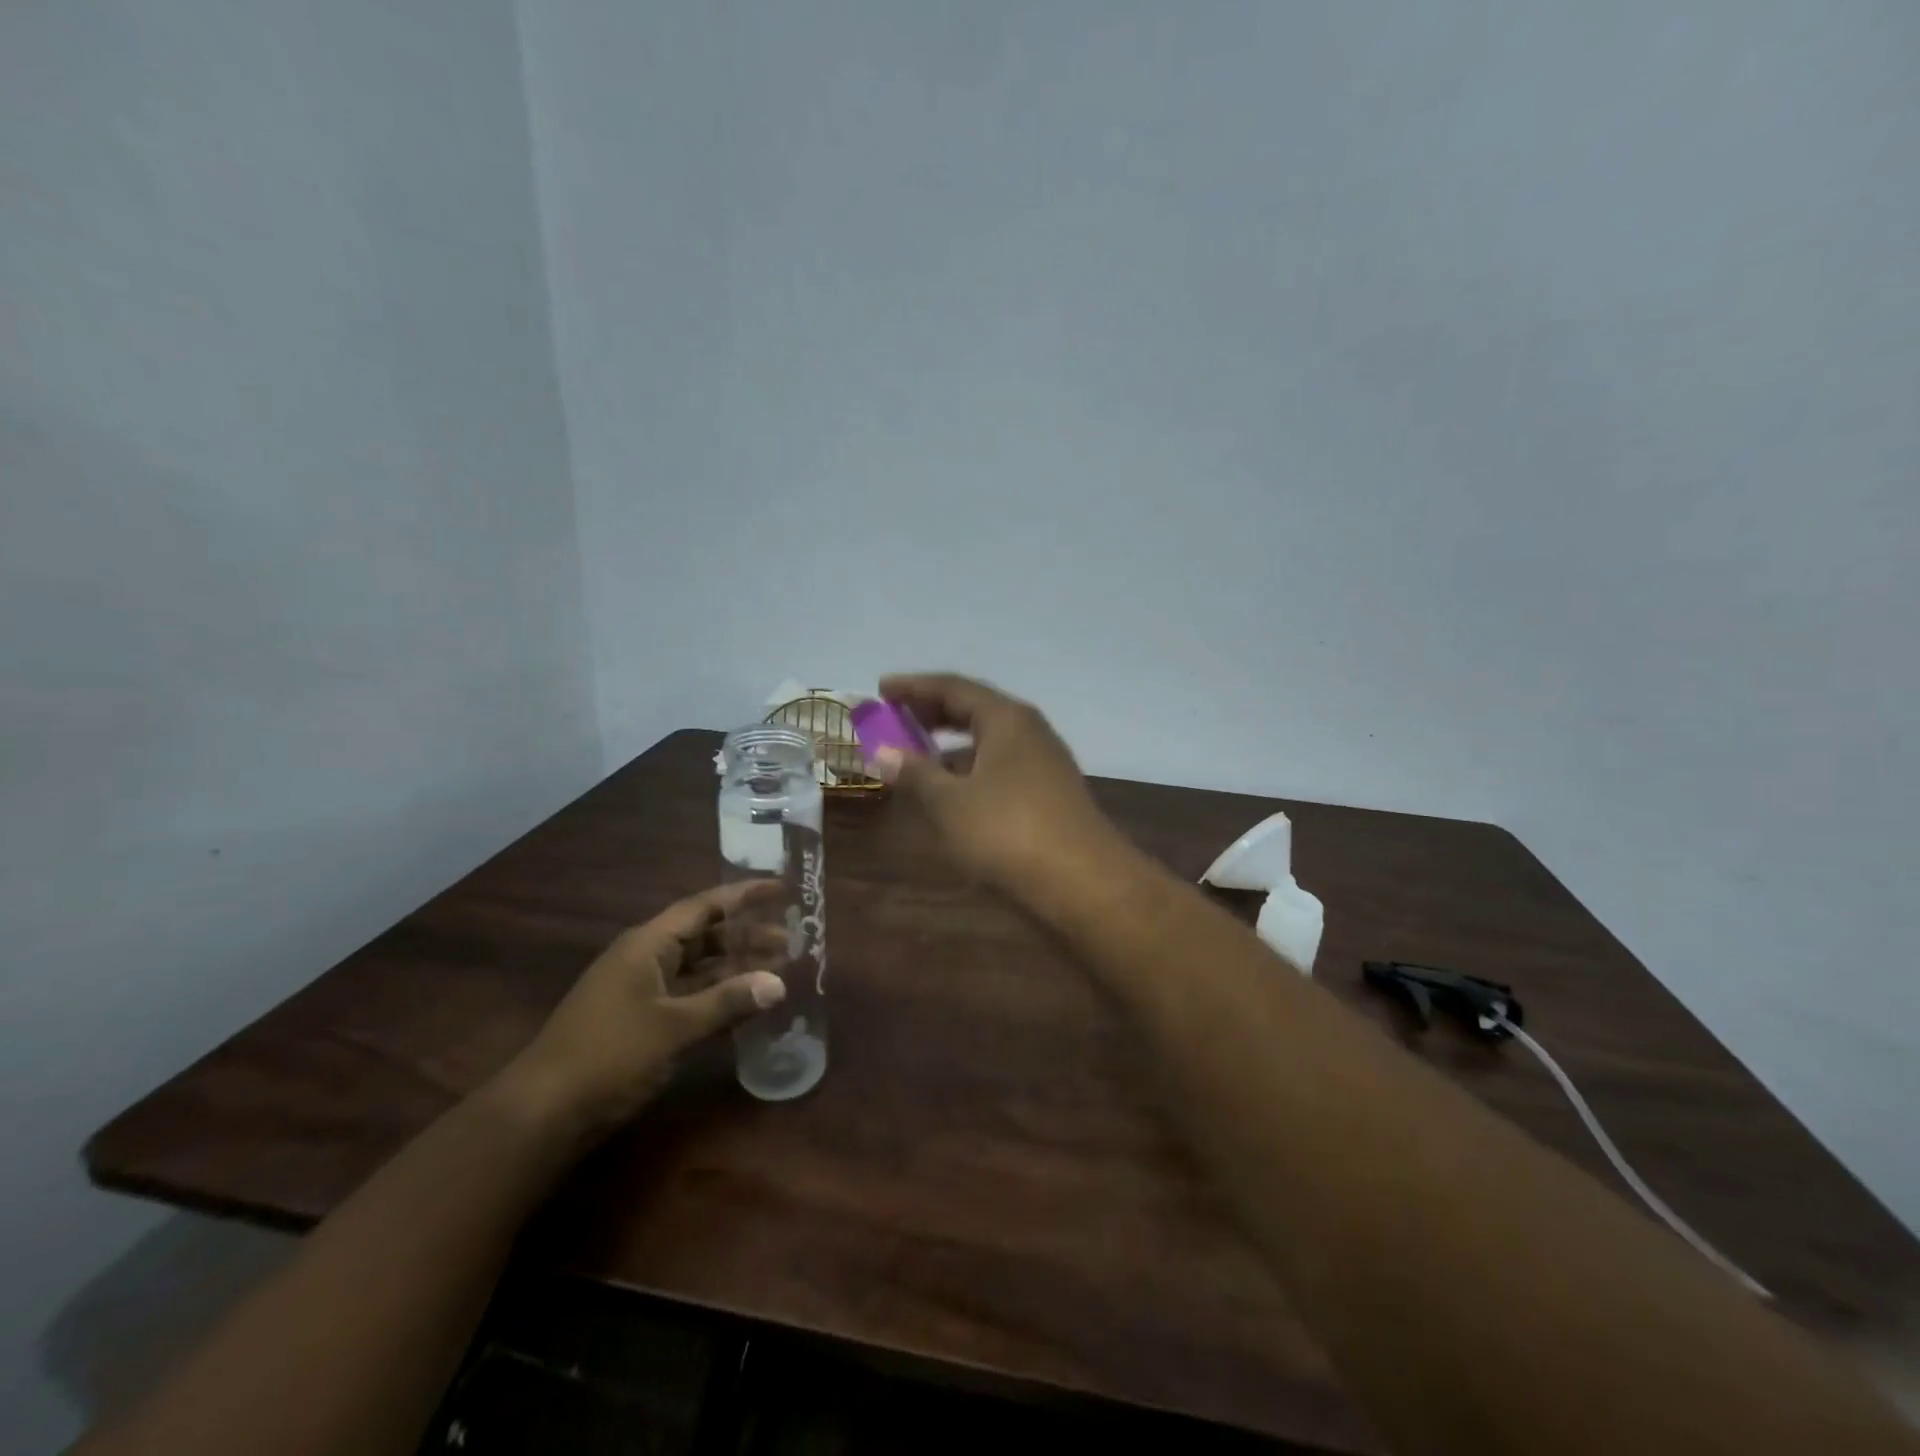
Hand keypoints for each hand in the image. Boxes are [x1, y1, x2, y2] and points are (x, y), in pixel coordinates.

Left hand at [495, 882, 786, 1140]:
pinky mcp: (638, 1022)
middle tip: (789, 940)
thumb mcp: (674, 1026)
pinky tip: (743, 1006)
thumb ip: (727, 1002)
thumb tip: (779, 983)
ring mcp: (639, 991)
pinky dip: (716, 996)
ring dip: (734, 968)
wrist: (541, 1114)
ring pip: (697, 968)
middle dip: (746, 936)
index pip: (704, 906)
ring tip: (776, 971)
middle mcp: (644, 959)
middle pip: (704, 936)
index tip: (781, 888)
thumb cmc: (609, 1055)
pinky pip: (688, 996)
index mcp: (648, 945)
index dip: (744, 895)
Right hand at [871, 672, 1121, 890]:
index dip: (914, 687)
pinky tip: (953, 790)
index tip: (881, 688)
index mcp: (1006, 719)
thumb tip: (881, 752)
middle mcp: (1029, 731)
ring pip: (989, 740)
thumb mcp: (950, 803)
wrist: (1084, 884)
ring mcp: (1044, 763)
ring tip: (917, 753)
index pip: (953, 687)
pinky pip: (1000, 765)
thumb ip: (915, 773)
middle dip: (932, 711)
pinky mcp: (1049, 793)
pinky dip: (970, 768)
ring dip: (951, 743)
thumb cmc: (1008, 833)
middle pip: (974, 709)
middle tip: (896, 716)